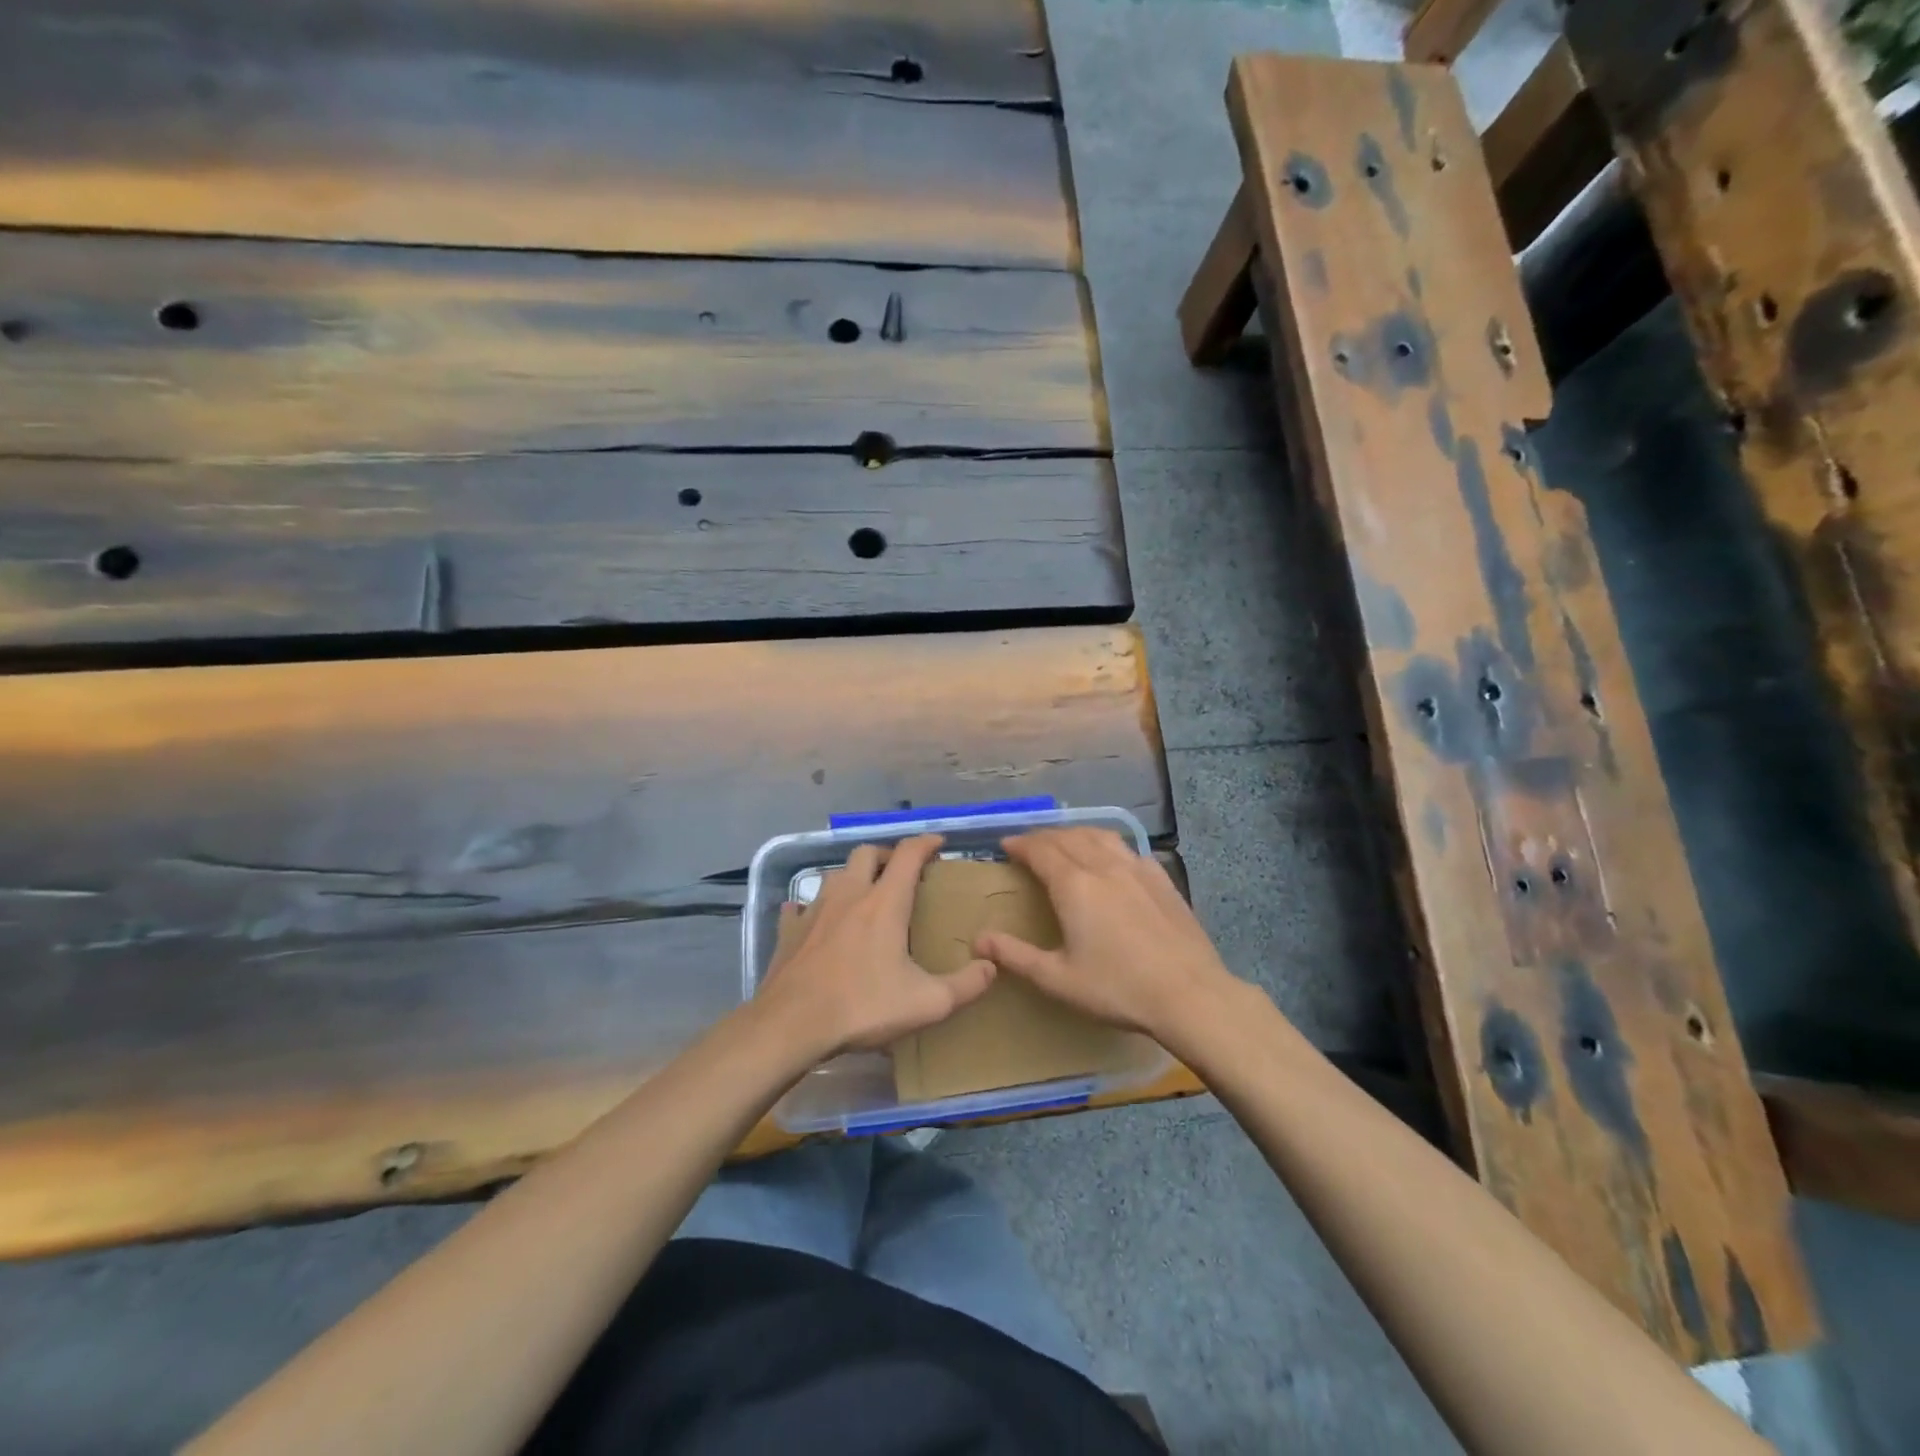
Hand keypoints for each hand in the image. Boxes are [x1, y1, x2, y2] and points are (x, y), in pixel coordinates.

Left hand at [756, 834, 996, 1058]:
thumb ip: (966, 985)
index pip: (908, 855)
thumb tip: (991, 966)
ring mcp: (814, 910)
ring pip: (835, 875)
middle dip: (887, 854)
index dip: (926, 843)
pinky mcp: (789, 931)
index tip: (938, 843)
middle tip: (901, 871)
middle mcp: (849, 895)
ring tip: (864, 895)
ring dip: (853, 876)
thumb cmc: (863, 1006)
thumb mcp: (927, 1003)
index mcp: (885, 903)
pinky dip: (812, 907)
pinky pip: (800, 907)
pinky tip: (816, 920)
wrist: (792, 1025)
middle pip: (867, 853)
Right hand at [972, 828, 1244, 1045]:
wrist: (1190, 995)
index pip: (1040, 850)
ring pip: (1099, 836)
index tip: (1005, 845)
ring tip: (1064, 841)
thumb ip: (1016, 956)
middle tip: (1028, 844)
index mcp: (1074, 886)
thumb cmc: (1118, 988)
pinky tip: (1110, 858)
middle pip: (1068, 837)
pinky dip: (1107, 844)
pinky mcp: (1162, 879)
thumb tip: (979, 940)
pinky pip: (1127, 848)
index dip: (1020, 844)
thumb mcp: (1058, 979)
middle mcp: (1103, 866)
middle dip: (1043, 836)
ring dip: (1075, 833)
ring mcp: (1137, 869)